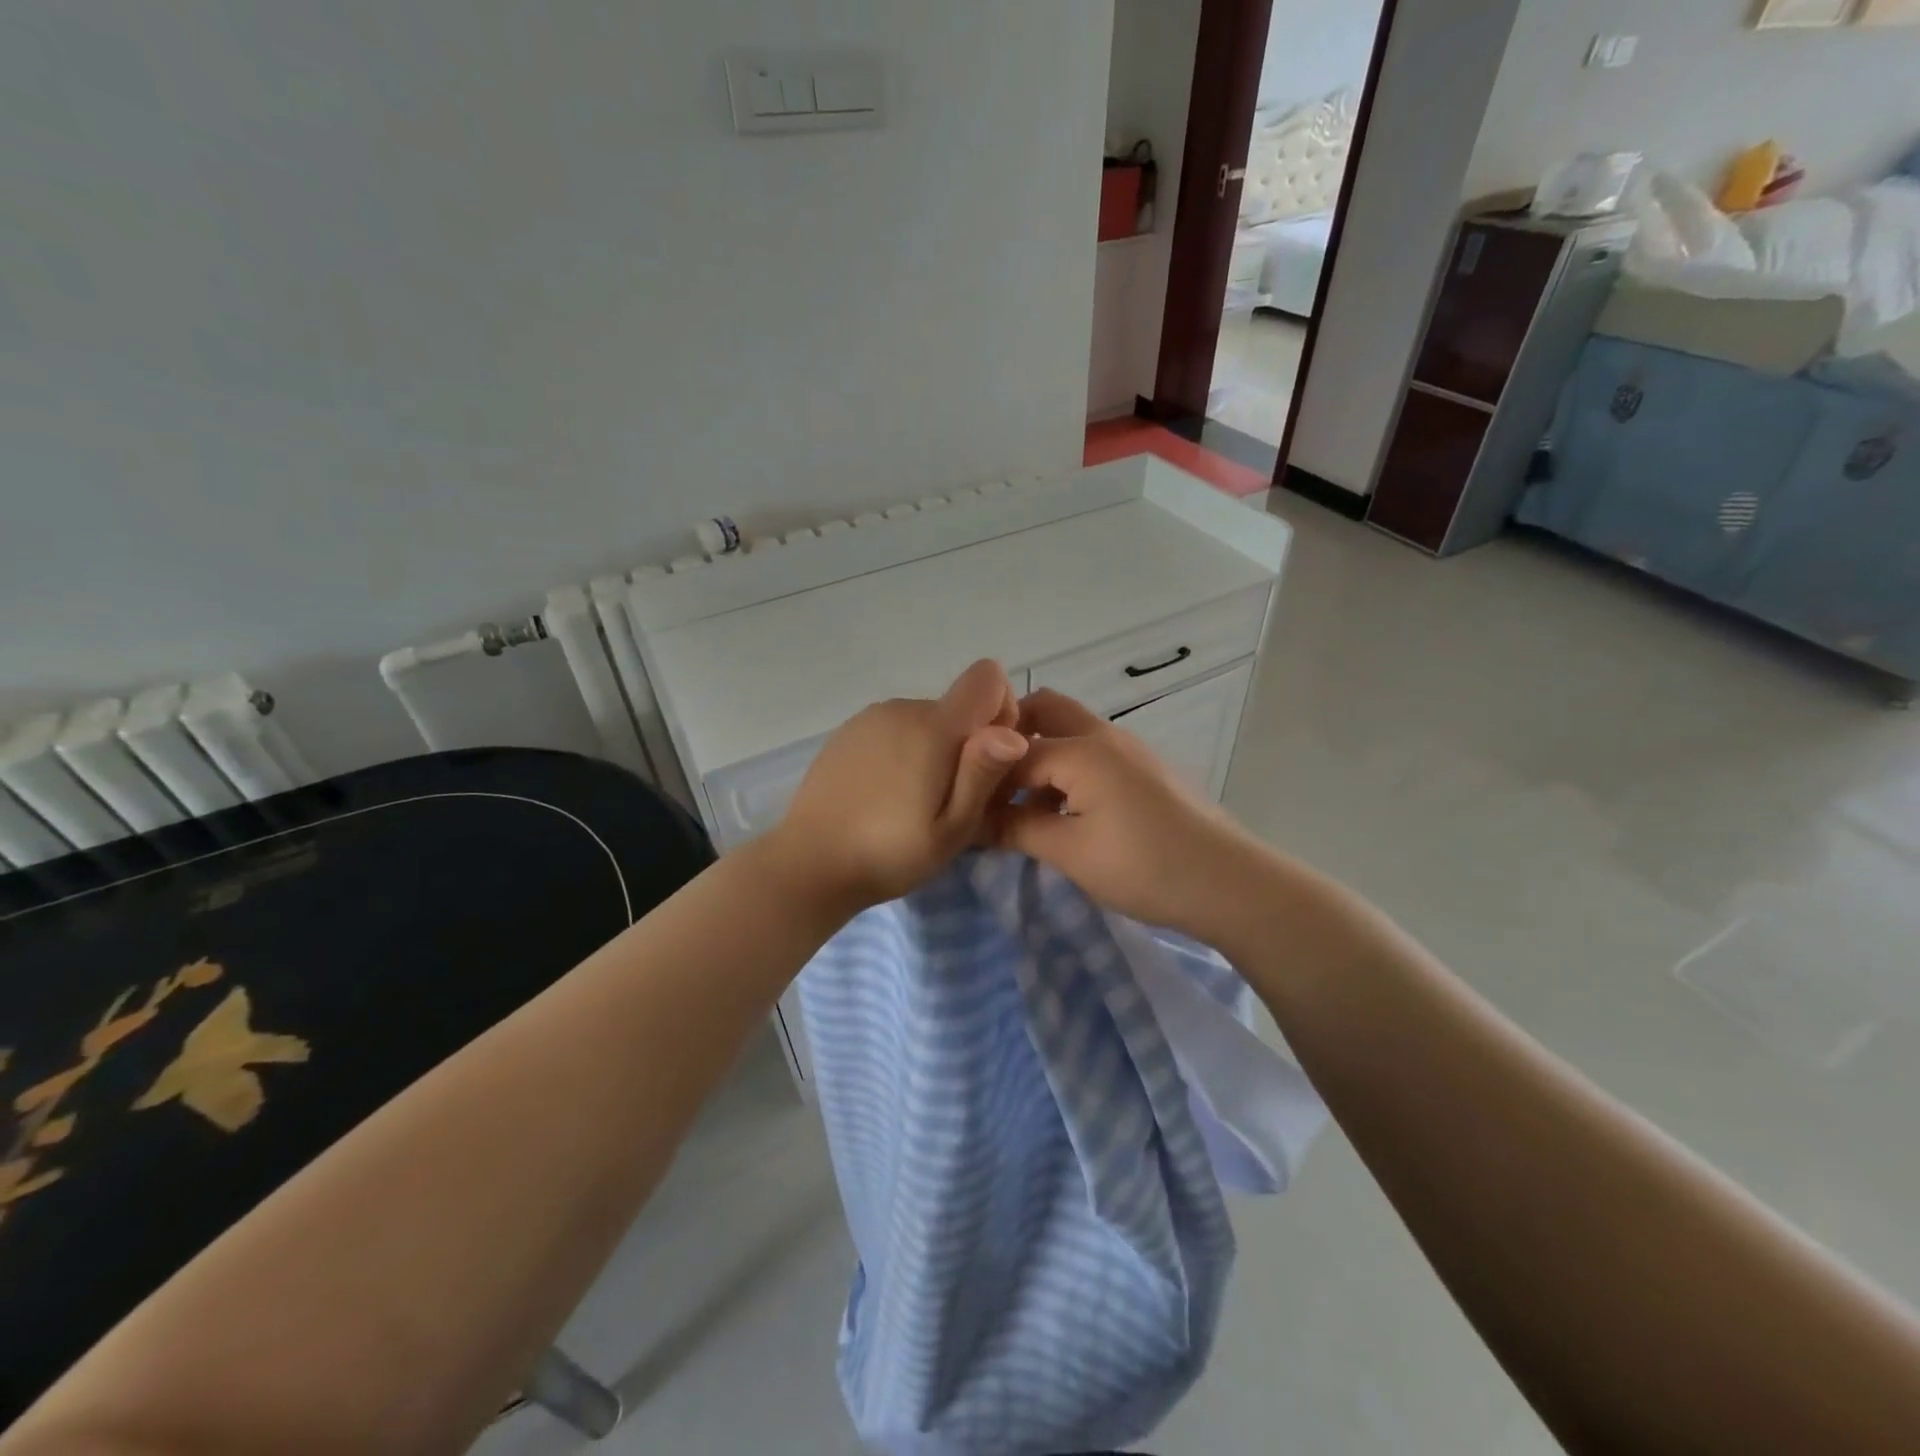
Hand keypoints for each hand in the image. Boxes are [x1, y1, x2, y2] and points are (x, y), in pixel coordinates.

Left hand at [766, 660, 1030, 914]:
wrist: (809, 863)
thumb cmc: (890, 853)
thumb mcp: (952, 828)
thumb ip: (983, 774)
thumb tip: (1015, 732)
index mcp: (933, 727)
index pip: (986, 678)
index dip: (1002, 709)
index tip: (990, 756)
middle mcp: (902, 708)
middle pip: (956, 707)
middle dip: (966, 743)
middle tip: (950, 801)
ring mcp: (870, 717)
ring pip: (925, 720)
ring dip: (932, 749)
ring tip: (913, 802)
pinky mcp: (847, 732)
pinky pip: (894, 729)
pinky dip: (902, 751)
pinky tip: (884, 794)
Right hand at [989, 688, 1261, 935]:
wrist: (1229, 883)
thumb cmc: (1144, 866)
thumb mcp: (1071, 852)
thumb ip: (1018, 828)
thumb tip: (974, 821)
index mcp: (1081, 748)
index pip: (1012, 752)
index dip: (985, 781)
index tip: (966, 808)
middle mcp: (1104, 734)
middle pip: (1044, 709)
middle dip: (1011, 738)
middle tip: (992, 784)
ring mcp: (1130, 748)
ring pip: (1070, 730)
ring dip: (1041, 754)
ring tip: (1025, 807)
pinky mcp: (1145, 768)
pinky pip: (1093, 752)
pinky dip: (1068, 768)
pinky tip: (1065, 813)